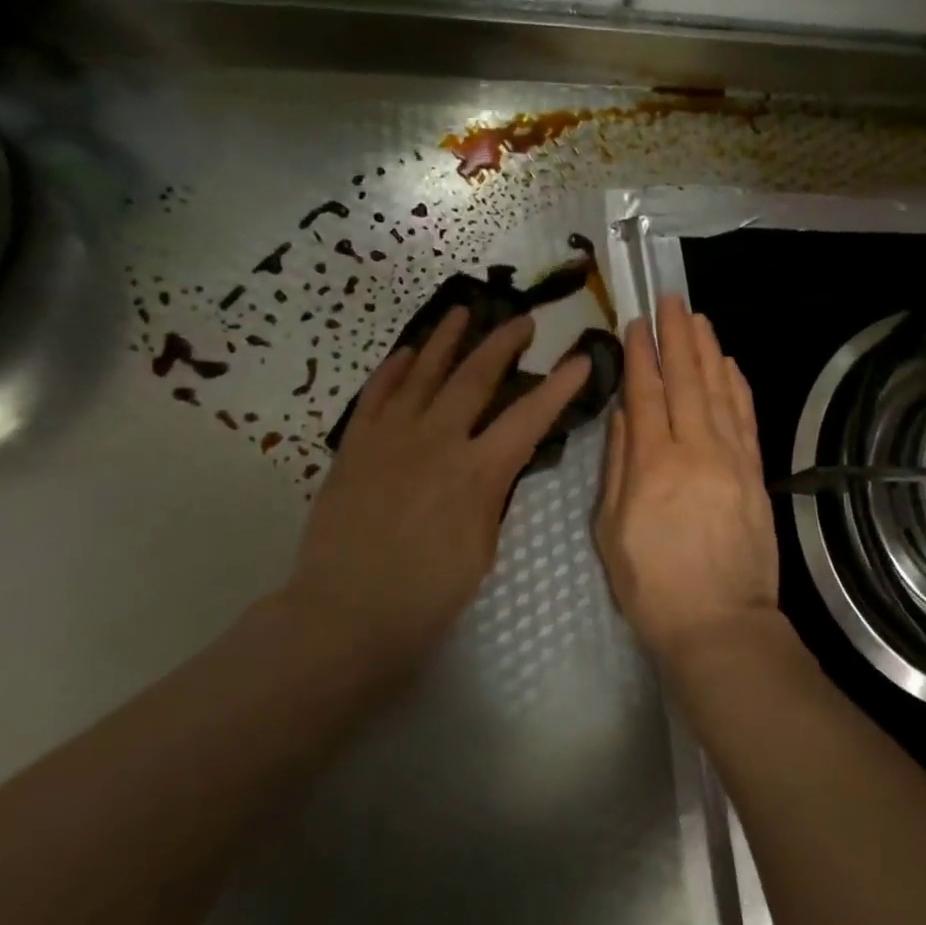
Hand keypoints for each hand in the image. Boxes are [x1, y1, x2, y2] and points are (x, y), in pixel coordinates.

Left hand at [281, 308, 589, 689]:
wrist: (344, 613)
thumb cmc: (427, 595)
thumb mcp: (482, 547)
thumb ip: (492, 494)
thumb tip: (496, 461)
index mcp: (477, 473)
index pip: (530, 417)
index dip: (560, 386)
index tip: (581, 358)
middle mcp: (436, 442)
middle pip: (475, 377)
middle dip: (503, 343)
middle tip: (523, 320)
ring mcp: (391, 438)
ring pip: (423, 373)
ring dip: (448, 339)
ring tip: (464, 311)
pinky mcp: (356, 445)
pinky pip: (376, 394)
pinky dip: (394, 368)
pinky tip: (408, 351)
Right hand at [595, 297, 778, 666]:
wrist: (721, 622)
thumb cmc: (653, 586)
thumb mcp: (611, 531)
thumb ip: (617, 466)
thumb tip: (624, 415)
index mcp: (652, 464)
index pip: (647, 393)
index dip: (642, 354)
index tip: (637, 323)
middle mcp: (695, 449)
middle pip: (687, 380)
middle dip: (678, 335)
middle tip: (672, 300)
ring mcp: (732, 458)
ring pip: (720, 390)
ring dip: (709, 350)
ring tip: (700, 318)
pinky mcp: (755, 472)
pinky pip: (746, 418)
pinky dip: (738, 386)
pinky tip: (730, 364)